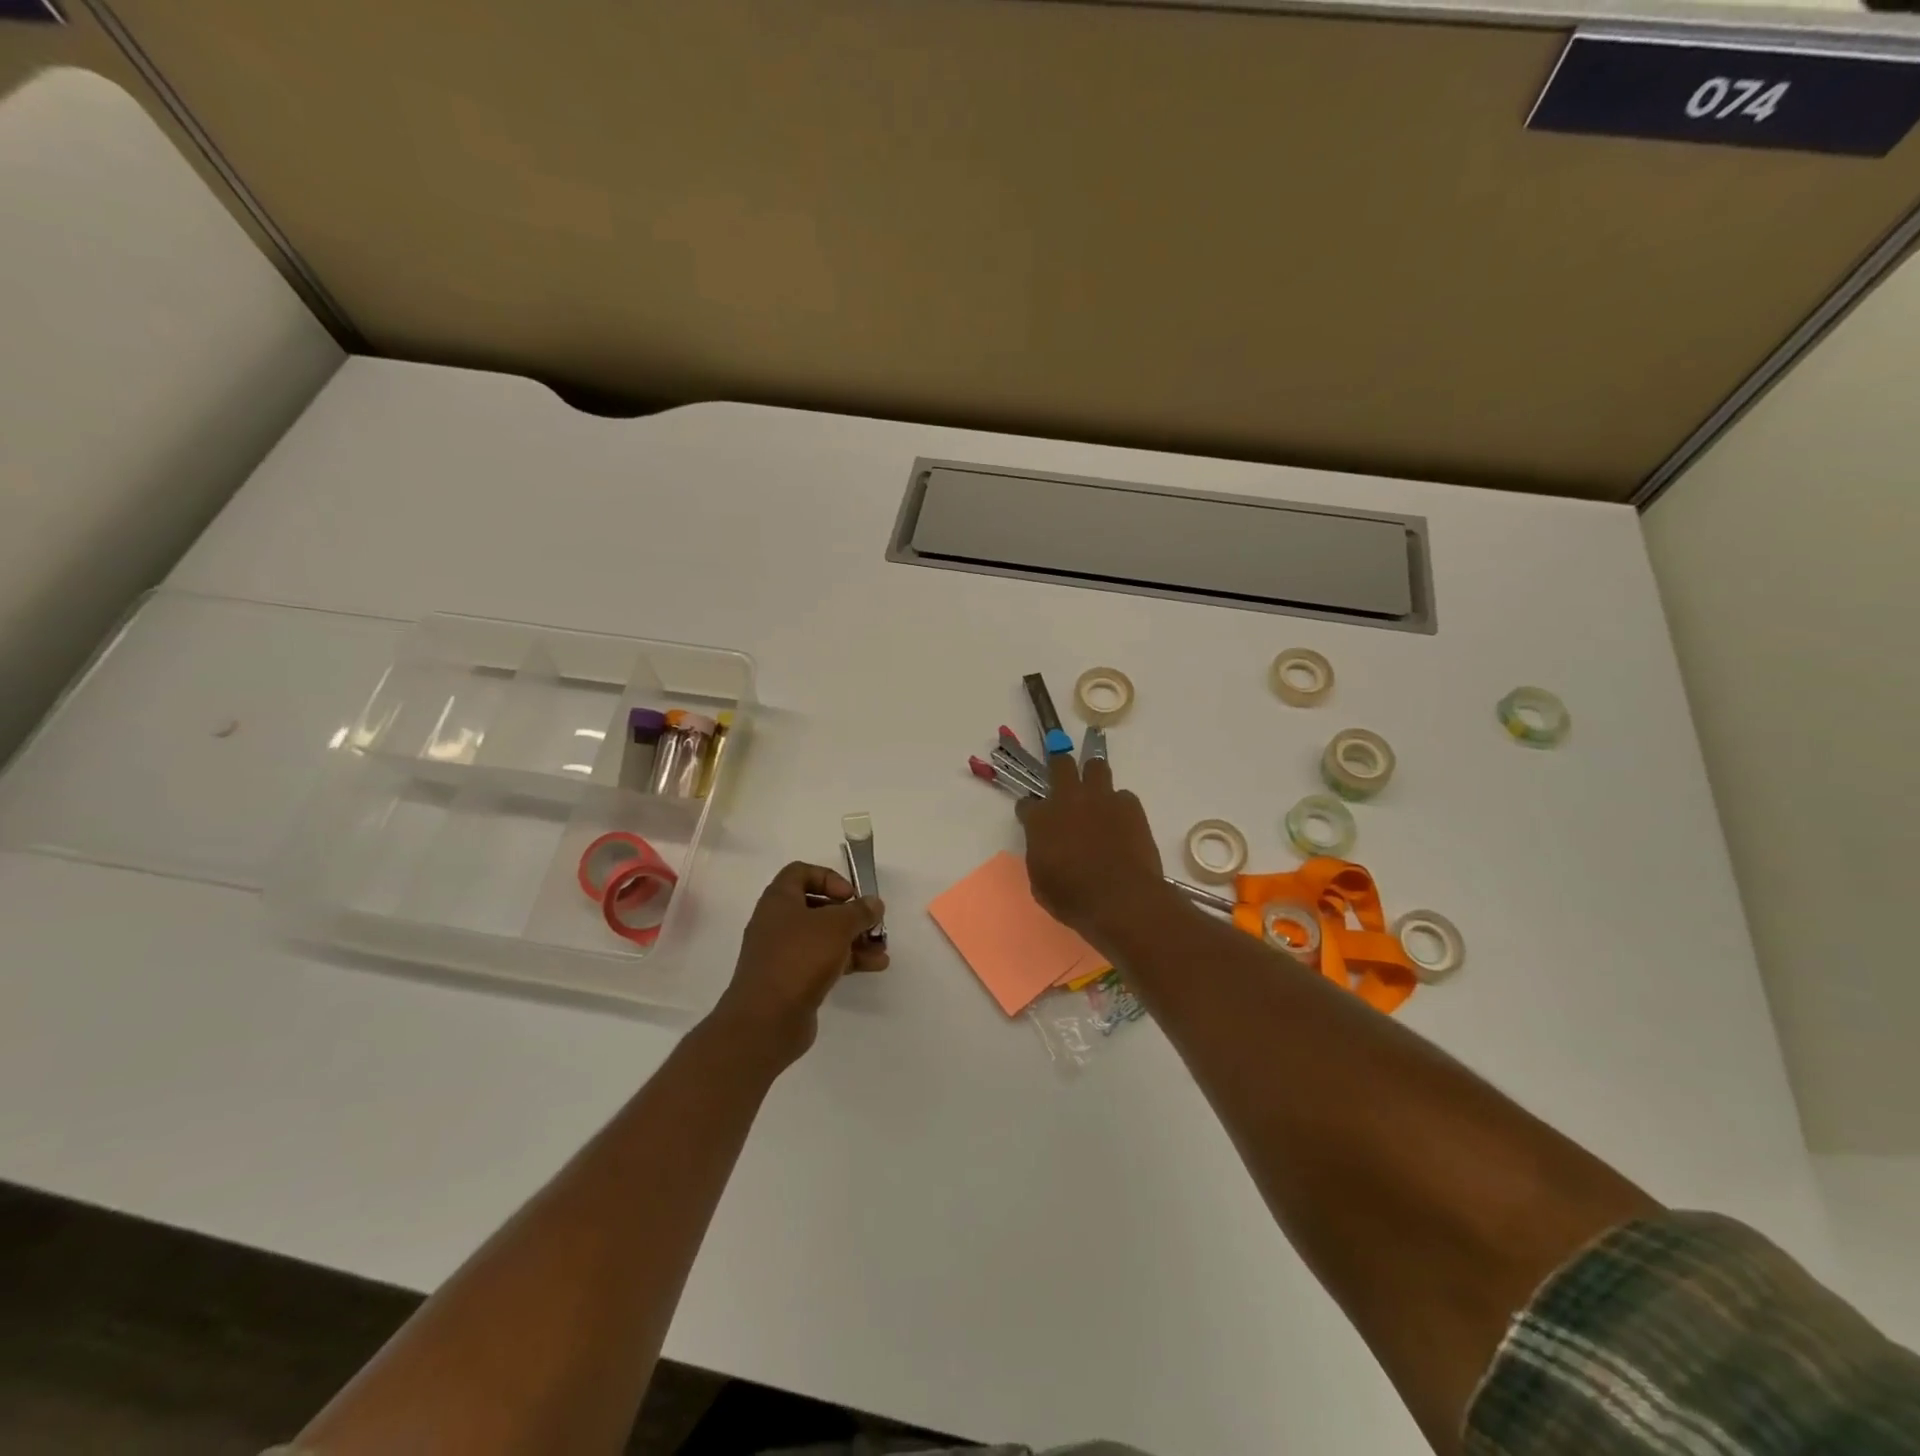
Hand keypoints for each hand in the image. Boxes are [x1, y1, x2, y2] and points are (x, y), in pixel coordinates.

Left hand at [711, 861, 886, 1063]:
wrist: (766, 1020)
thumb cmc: (799, 958)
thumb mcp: (837, 925)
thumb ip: (859, 911)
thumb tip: (874, 903)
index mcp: (779, 900)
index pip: (801, 872)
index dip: (829, 878)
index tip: (851, 895)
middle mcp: (777, 923)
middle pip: (816, 906)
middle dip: (849, 914)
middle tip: (871, 922)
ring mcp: (782, 953)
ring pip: (823, 937)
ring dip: (854, 940)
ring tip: (882, 949)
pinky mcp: (791, 980)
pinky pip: (822, 961)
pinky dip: (846, 960)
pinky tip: (873, 967)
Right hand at [1016, 753, 1174, 950]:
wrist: (1122, 900)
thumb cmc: (1074, 899)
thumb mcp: (1041, 883)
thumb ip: (1040, 856)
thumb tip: (1045, 848)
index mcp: (1040, 820)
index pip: (1026, 804)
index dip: (1029, 811)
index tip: (1033, 819)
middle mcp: (1068, 799)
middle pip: (1061, 764)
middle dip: (1059, 767)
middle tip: (1063, 779)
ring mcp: (1101, 798)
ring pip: (1095, 766)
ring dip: (1093, 777)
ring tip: (1096, 795)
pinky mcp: (1130, 805)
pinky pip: (1123, 796)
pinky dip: (1120, 806)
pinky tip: (1122, 824)